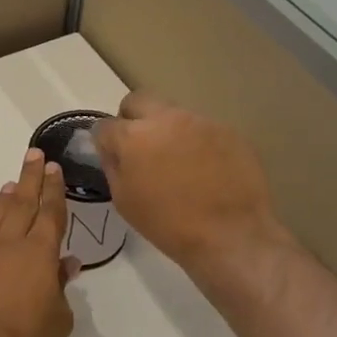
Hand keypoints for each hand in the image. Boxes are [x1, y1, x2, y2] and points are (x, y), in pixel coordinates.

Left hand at [0, 149, 77, 336]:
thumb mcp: (60, 319)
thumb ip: (61, 287)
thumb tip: (66, 264)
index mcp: (39, 252)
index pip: (50, 213)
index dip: (54, 190)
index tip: (54, 167)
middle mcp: (8, 244)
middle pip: (23, 203)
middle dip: (30, 178)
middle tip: (34, 155)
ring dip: (6, 200)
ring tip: (10, 184)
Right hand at [93, 92, 296, 289]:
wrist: (230, 235)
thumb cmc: (168, 224)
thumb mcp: (124, 201)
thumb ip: (114, 166)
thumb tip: (112, 150)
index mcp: (133, 136)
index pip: (105, 125)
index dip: (105, 141)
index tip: (113, 156)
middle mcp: (165, 119)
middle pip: (138, 100)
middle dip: (132, 119)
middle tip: (140, 148)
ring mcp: (200, 121)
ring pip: (172, 114)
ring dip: (167, 131)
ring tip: (178, 163)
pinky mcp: (228, 130)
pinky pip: (201, 129)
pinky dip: (196, 143)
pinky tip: (205, 170)